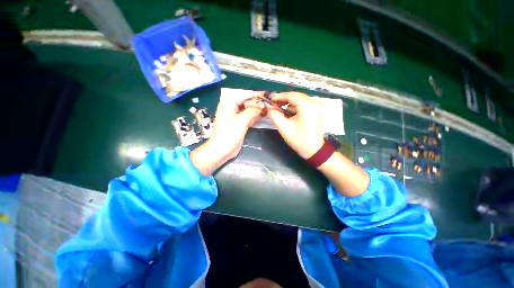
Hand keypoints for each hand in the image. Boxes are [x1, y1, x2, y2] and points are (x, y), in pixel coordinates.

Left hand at [191, 93, 262, 175]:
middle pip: (247, 102)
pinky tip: (264, 115)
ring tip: (269, 108)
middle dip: (258, 103)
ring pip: (248, 110)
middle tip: (270, 103)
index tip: (267, 95)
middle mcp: (232, 108)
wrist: (222, 150)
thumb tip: (263, 105)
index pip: (244, 95)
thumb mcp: (241, 121)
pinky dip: (255, 117)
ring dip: (258, 110)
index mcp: (228, 103)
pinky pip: (249, 117)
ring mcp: (236, 116)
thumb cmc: (229, 134)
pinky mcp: (239, 124)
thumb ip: (252, 111)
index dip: (255, 95)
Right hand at [268, 92, 323, 158]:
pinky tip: (289, 115)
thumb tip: (268, 107)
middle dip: (283, 101)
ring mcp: (316, 106)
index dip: (278, 97)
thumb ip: (274, 115)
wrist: (314, 150)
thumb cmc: (299, 139)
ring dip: (288, 105)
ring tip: (280, 112)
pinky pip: (303, 105)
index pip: (290, 95)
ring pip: (298, 101)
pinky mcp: (316, 111)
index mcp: (307, 105)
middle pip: (295, 96)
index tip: (269, 100)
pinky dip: (294, 108)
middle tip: (273, 106)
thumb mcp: (283, 127)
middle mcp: (314, 102)